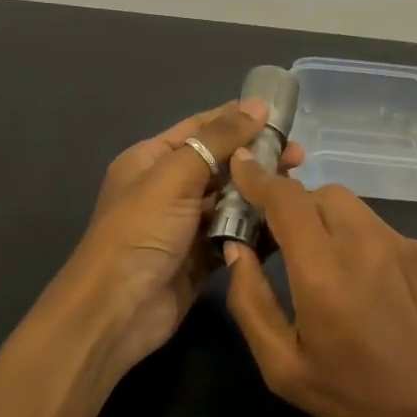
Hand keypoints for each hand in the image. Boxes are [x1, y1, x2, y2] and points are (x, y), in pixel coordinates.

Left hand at [54, 100, 303, 378]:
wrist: (116, 311)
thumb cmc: (141, 232)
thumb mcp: (176, 175)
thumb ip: (218, 139)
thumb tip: (259, 105)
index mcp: (153, 159)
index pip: (202, 128)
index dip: (240, 119)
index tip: (282, 118)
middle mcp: (168, 188)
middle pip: (220, 164)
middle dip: (257, 158)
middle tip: (299, 158)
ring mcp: (185, 225)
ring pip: (230, 200)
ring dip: (259, 194)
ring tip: (296, 190)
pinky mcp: (200, 257)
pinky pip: (233, 234)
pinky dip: (255, 229)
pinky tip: (285, 222)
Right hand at [221, 150, 416, 416]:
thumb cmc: (356, 395)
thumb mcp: (284, 367)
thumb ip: (251, 302)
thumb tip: (237, 250)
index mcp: (323, 270)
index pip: (286, 198)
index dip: (258, 178)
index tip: (240, 166)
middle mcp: (363, 242)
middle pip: (317, 193)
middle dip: (290, 205)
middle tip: (277, 239)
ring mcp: (398, 242)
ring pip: (348, 204)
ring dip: (322, 216)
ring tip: (318, 260)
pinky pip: (375, 225)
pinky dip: (353, 234)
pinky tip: (359, 279)